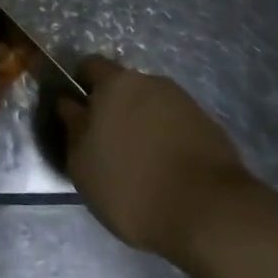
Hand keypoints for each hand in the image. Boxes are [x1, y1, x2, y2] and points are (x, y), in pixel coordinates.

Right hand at [58, 56, 255, 264]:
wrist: (209, 211)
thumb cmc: (132, 186)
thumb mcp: (83, 165)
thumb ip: (73, 127)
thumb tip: (68, 104)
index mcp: (116, 83)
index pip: (90, 66)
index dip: (80, 86)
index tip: (77, 114)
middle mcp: (150, 81)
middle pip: (124, 86)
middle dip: (114, 108)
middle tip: (107, 144)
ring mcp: (183, 101)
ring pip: (151, 105)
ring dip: (142, 124)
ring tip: (140, 162)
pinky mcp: (208, 125)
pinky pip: (176, 124)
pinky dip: (167, 139)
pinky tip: (166, 170)